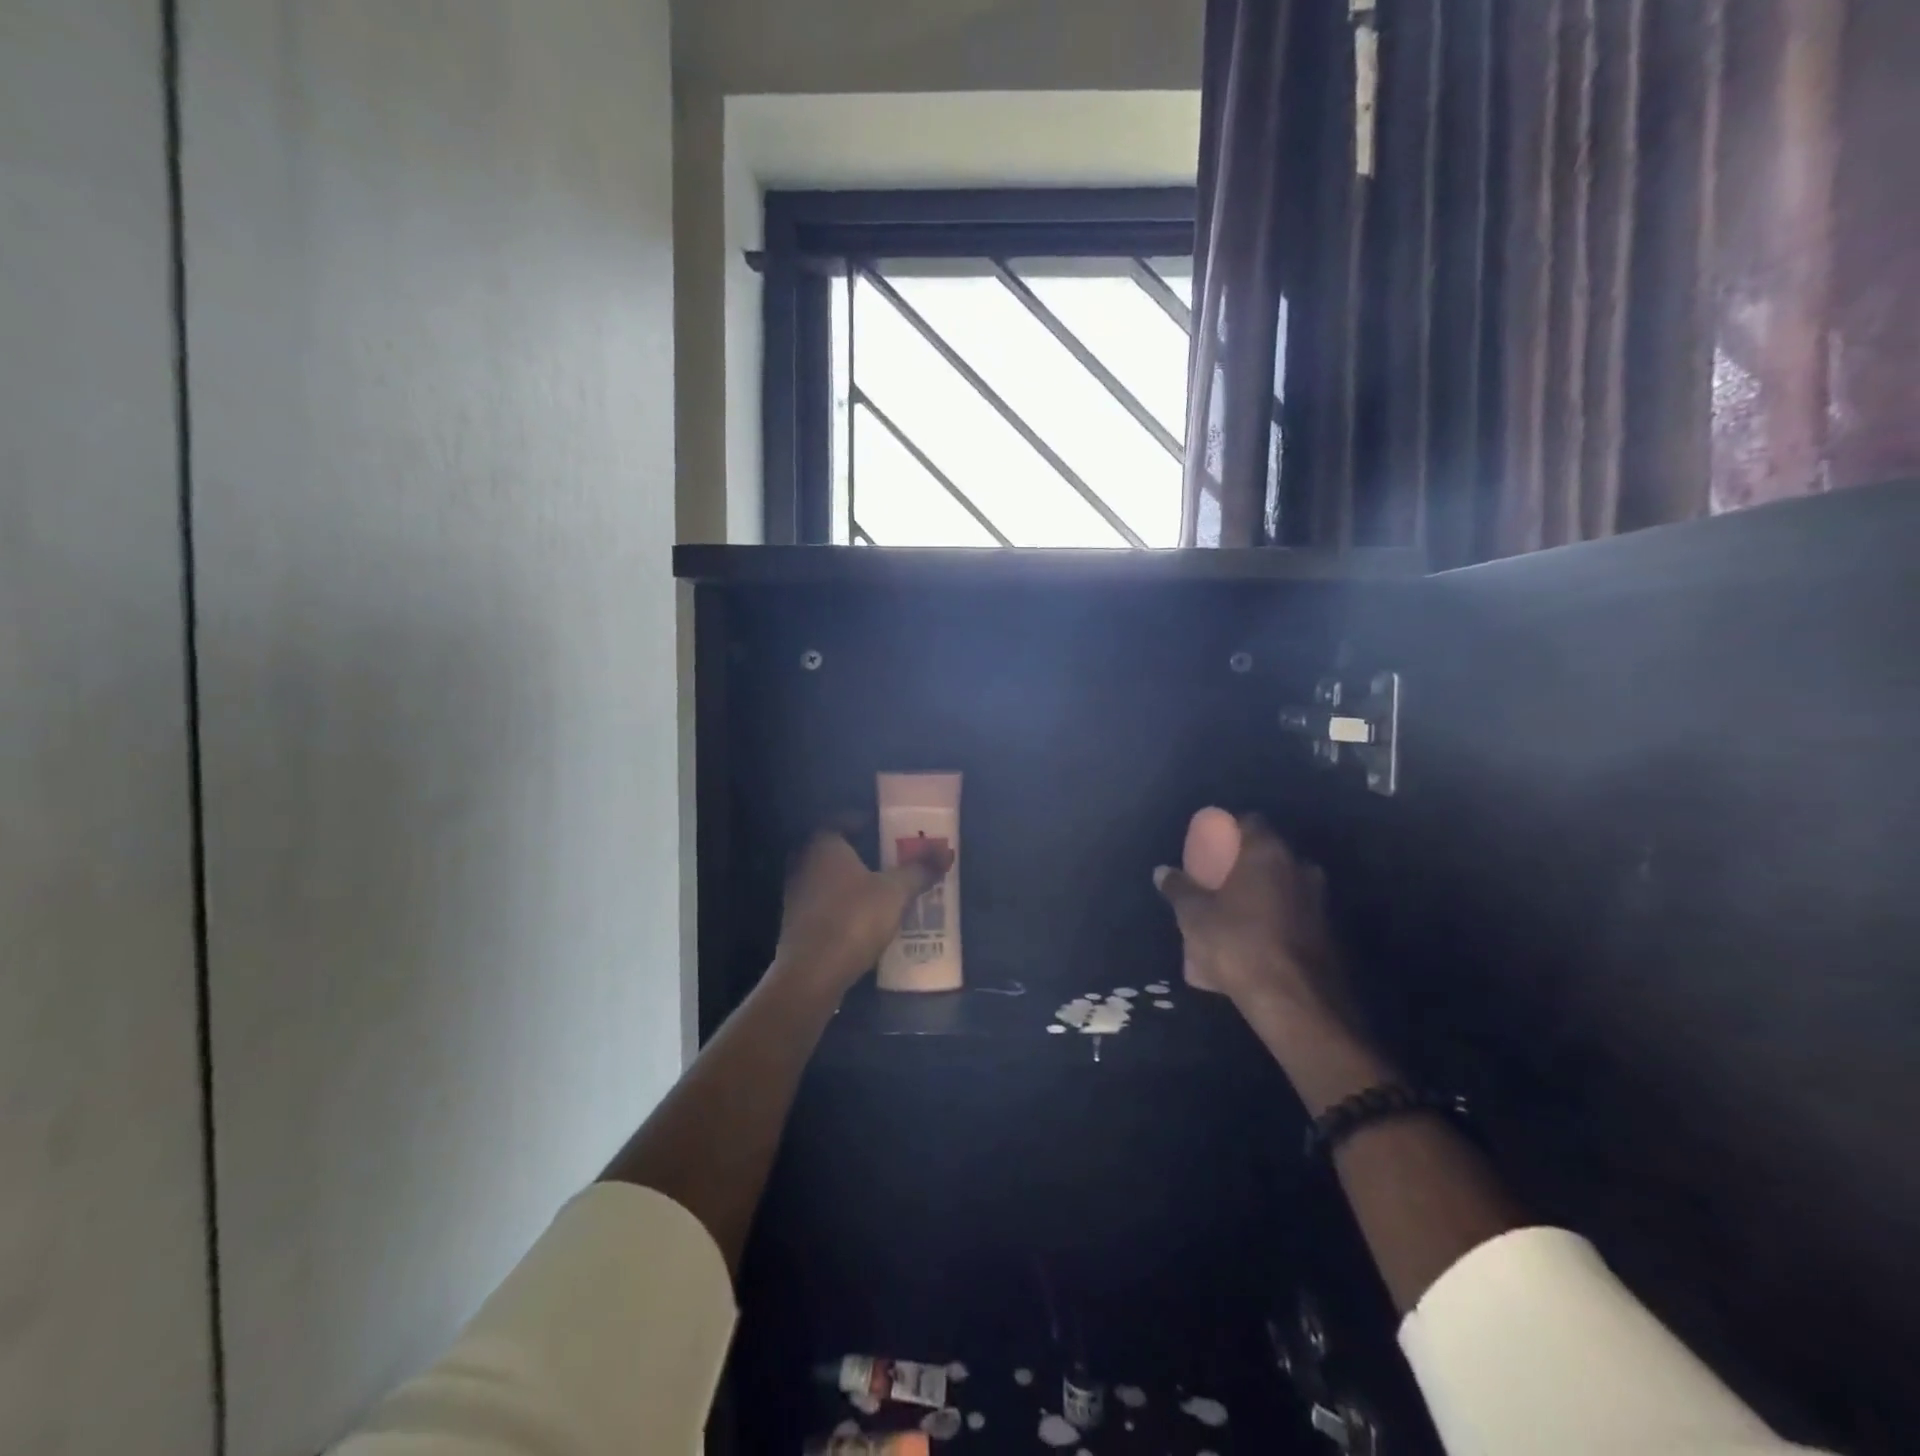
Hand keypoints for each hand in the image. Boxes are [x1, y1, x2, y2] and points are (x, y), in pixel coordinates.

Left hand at [770, 833, 953, 999]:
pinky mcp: (795, 922)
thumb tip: (945, 853)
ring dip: (849, 879)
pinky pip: (822, 901)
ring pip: (826, 876)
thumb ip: (919, 870)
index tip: (887, 829)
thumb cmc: (853, 920)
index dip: (865, 821)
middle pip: (834, 848)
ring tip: (881, 886)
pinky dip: (840, 902)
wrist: (811, 975)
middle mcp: (803, 862)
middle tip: (888, 857)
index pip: (842, 819)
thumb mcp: (895, 893)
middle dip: (860, 851)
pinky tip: (862, 915)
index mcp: (823, 844)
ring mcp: (795, 893)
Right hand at [1153, 816, 1354, 1040]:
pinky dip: (1275, 919)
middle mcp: (1300, 867)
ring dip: (1261, 893)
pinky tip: (1254, 941)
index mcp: (1268, 853)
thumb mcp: (1194, 916)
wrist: (1295, 1001)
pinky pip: (1294, 914)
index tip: (1210, 844)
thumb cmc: (1237, 944)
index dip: (1228, 829)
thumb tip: (1162, 871)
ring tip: (1234, 913)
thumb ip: (1178, 888)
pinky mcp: (1328, 932)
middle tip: (1218, 880)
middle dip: (1244, 864)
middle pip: (1269, 853)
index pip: (1250, 821)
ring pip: (1284, 885)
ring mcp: (1319, 901)